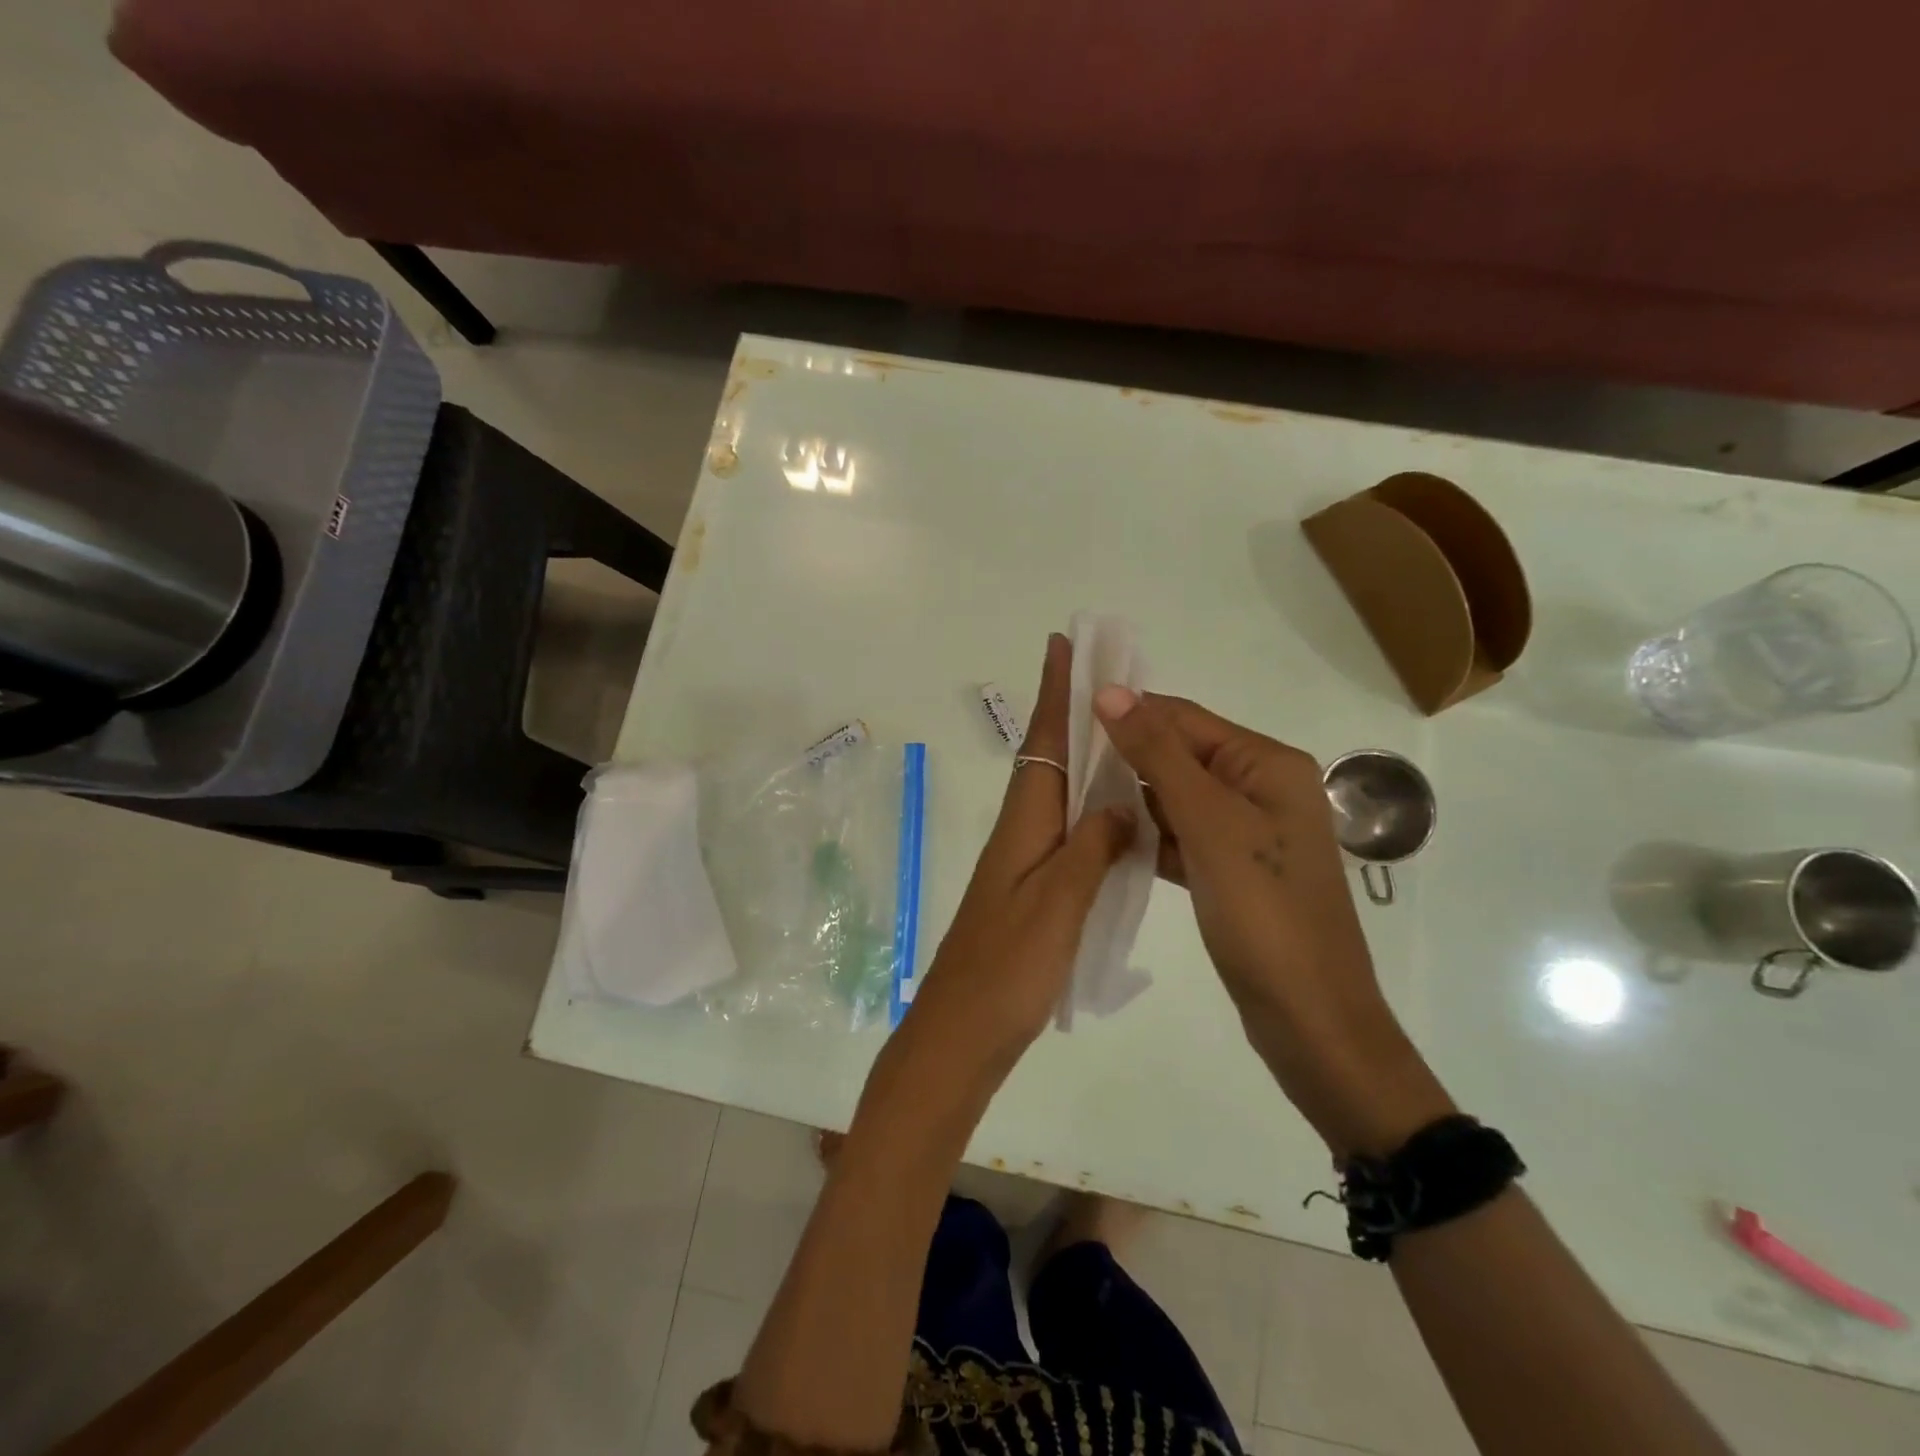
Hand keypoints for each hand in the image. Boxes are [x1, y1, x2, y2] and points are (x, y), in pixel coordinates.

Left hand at [899, 635, 1135, 1080]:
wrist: (962, 1032)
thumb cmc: (1006, 969)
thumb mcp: (1057, 905)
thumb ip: (1092, 848)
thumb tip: (1120, 801)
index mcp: (1024, 824)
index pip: (1043, 741)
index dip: (1054, 692)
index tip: (1062, 643)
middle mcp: (1021, 832)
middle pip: (1049, 758)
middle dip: (1073, 712)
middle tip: (1109, 677)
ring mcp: (1025, 862)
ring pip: (1059, 793)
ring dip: (1085, 756)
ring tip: (1125, 733)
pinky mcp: (1033, 891)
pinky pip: (1068, 831)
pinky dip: (1091, 809)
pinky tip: (1118, 816)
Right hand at [1092, 689, 1452, 1155]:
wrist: (1309, 1018)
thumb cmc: (1263, 912)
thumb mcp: (1208, 823)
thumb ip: (1157, 754)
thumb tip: (1110, 690)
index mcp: (1267, 764)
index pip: (1185, 719)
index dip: (1129, 713)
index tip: (1068, 715)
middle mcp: (1262, 789)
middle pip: (1181, 756)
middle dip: (1127, 757)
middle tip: (1064, 762)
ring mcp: (1248, 833)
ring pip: (1177, 798)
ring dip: (1133, 798)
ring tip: (1075, 798)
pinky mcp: (1232, 871)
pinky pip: (1182, 837)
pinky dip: (1149, 836)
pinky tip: (1108, 840)